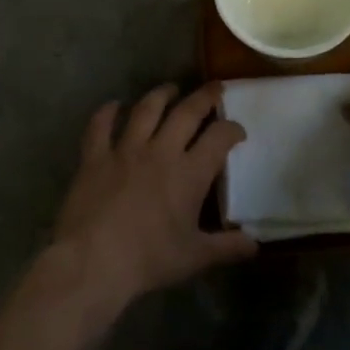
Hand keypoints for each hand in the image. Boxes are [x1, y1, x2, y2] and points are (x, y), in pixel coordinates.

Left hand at [53, 83, 257, 309]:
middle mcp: (160, 151)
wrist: (93, 262)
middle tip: (214, 88)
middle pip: (186, 112)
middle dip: (204, 97)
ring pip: (146, 110)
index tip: (238, 131)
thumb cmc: (148, 260)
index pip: (219, 138)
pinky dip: (107, 112)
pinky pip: (100, 125)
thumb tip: (255, 245)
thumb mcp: (195, 257)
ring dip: (161, 95)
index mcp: (189, 173)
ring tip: (170, 89)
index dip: (232, 129)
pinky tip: (114, 105)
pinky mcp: (95, 157)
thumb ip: (227, 247)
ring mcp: (125, 150)